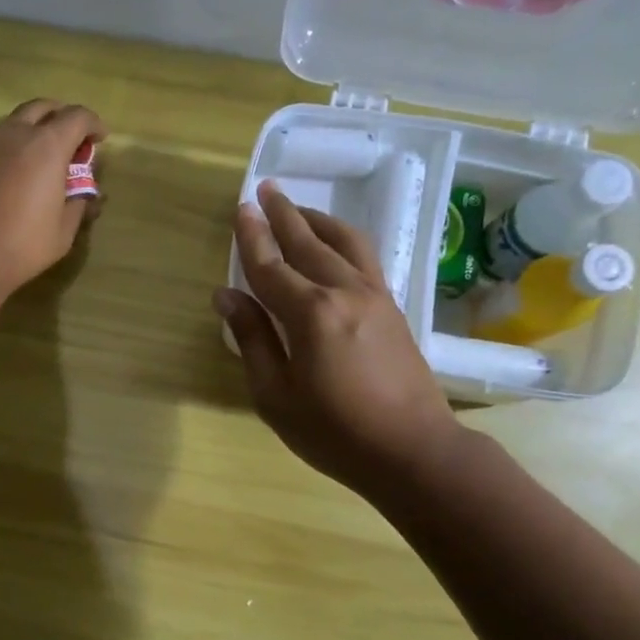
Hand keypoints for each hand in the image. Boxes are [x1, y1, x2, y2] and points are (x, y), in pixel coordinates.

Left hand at [0, 100, 104, 297]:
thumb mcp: (63, 230)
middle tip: (73, 141)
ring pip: (19, 120)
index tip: (100, 139)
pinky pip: (1, 138)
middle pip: (44, 108)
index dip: (93, 124)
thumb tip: (87, 195)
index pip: (77, 117)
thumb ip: (79, 204)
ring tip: (47, 156)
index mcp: (47, 145)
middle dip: (63, 118)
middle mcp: (17, 133)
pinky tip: (22, 171)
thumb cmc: (22, 244)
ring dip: (37, 129)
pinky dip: (18, 143)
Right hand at [214, 180, 464, 497]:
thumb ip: (253, 340)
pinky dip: (344, 240)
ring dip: (318, 220)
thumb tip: (227, 296)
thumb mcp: (275, 395)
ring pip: (344, 243)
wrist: (413, 450)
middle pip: (308, 243)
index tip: (240, 208)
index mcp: (311, 314)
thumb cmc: (333, 432)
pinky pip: (365, 258)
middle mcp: (344, 292)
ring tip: (298, 208)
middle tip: (266, 188)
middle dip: (284, 215)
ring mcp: (375, 297)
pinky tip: (334, 242)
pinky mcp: (392, 308)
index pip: (271, 267)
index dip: (252, 238)